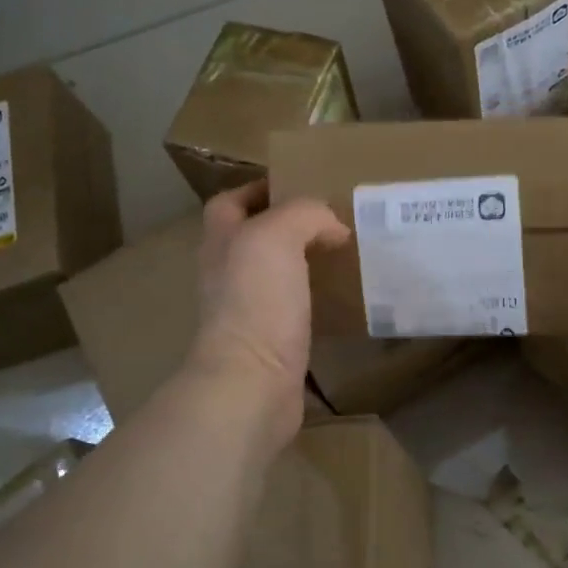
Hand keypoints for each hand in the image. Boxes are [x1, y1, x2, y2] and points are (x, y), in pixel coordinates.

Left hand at [188, 180, 348, 444]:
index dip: (258, 189)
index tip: (301, 185)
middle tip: (333, 220)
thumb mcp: (277, 236)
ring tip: (345, 254)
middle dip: (289, 226)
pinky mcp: (272, 342)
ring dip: (305, 263)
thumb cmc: (257, 302)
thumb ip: (304, 214)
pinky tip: (344, 297)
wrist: (253, 382)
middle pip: (255, 238)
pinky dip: (316, 300)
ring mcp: (248, 311)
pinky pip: (296, 310)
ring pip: (277, 275)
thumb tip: (333, 227)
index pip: (230, 202)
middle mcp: (229, 274)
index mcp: (222, 242)